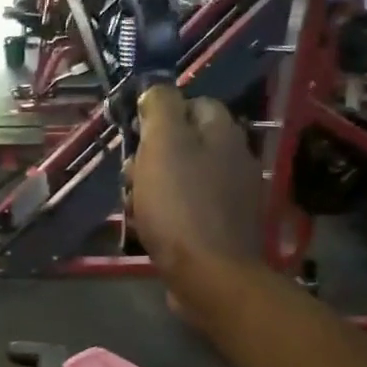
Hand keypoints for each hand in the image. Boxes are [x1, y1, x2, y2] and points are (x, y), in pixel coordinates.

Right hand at [130, 86, 264, 291]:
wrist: (209, 276)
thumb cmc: (180, 204)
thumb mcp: (163, 145)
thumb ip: (160, 108)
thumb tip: (156, 89)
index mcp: (224, 135)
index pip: (195, 104)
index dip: (162, 113)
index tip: (136, 133)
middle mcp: (235, 161)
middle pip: (185, 145)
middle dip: (151, 157)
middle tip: (132, 176)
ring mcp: (231, 198)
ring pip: (182, 179)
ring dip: (152, 188)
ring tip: (135, 207)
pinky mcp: (222, 230)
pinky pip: (186, 210)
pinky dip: (166, 215)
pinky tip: (150, 230)